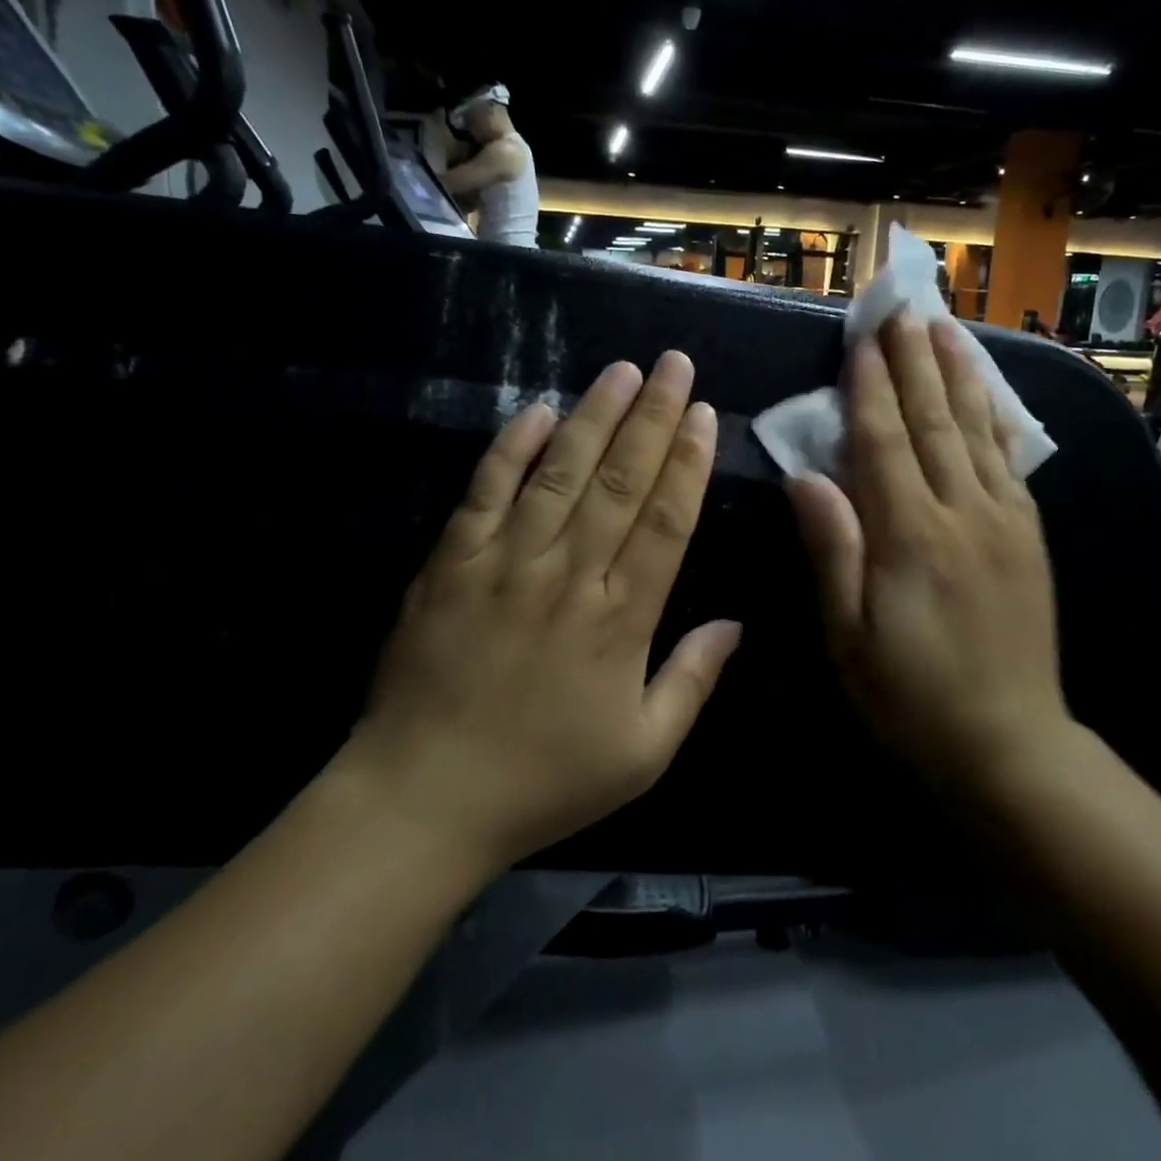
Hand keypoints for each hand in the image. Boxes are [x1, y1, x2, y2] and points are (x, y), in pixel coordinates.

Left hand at [346, 352, 740, 869]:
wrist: (424, 797)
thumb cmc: (543, 780)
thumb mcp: (642, 753)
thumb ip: (693, 681)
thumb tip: (736, 623)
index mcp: (621, 619)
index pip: (665, 520)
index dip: (687, 462)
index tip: (703, 413)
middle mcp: (569, 575)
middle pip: (619, 481)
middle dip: (653, 417)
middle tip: (674, 364)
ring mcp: (505, 562)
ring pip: (559, 472)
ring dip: (593, 416)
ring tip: (621, 371)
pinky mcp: (451, 562)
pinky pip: (485, 492)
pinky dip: (510, 449)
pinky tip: (535, 411)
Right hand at [786, 314, 1071, 802]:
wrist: (1008, 743)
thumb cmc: (909, 695)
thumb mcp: (847, 635)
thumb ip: (831, 549)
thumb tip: (804, 477)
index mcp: (910, 537)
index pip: (884, 442)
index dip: (871, 387)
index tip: (863, 338)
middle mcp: (962, 513)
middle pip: (933, 421)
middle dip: (914, 361)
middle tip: (902, 309)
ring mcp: (1005, 520)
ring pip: (977, 430)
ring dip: (958, 373)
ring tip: (945, 327)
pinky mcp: (1029, 535)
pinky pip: (1009, 459)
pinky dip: (994, 416)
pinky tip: (986, 392)